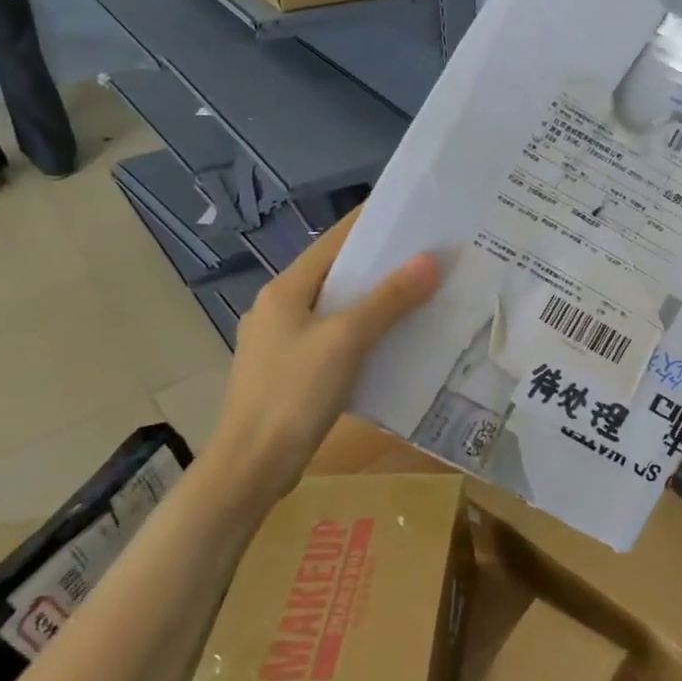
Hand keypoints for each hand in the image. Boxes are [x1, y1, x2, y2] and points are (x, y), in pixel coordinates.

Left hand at [204, 210, 440, 504]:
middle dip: (382, 265)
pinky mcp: (290, 372)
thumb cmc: (294, 394)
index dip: (372, 224)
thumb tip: (430, 260)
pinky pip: (335, 339)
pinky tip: (394, 342)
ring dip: (375, 301)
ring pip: (337, 308)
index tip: (413, 213)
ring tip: (421, 293)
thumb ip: (389, 299)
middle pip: (337, 274)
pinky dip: (364, 333)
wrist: (251, 467)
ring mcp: (282, 342)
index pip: (335, 241)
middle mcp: (279, 308)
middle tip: (429, 255)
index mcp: (286, 290)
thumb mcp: (347, 340)